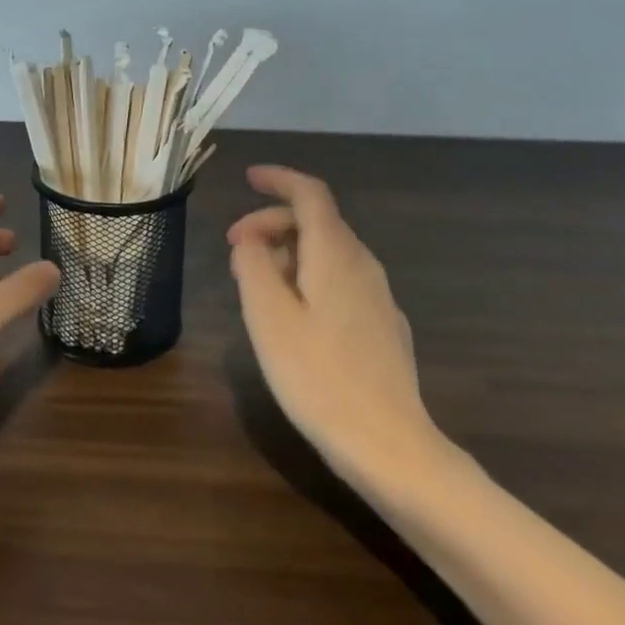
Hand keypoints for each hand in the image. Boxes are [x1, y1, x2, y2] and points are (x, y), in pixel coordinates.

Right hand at [227, 165, 445, 483]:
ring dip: (287, 253)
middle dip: (272, 223)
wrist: (390, 447)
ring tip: (254, 284)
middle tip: (234, 248)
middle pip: (317, 222)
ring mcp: (378, 296)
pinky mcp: (383, 326)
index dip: (279, 178)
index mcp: (335, 253)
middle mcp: (362, 264)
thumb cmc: (319, 377)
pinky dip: (308, 278)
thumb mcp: (268, 317)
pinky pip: (340, 281)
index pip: (310, 193)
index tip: (248, 177)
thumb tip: (250, 239)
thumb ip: (253, 266)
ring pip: (328, 253)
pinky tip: (292, 315)